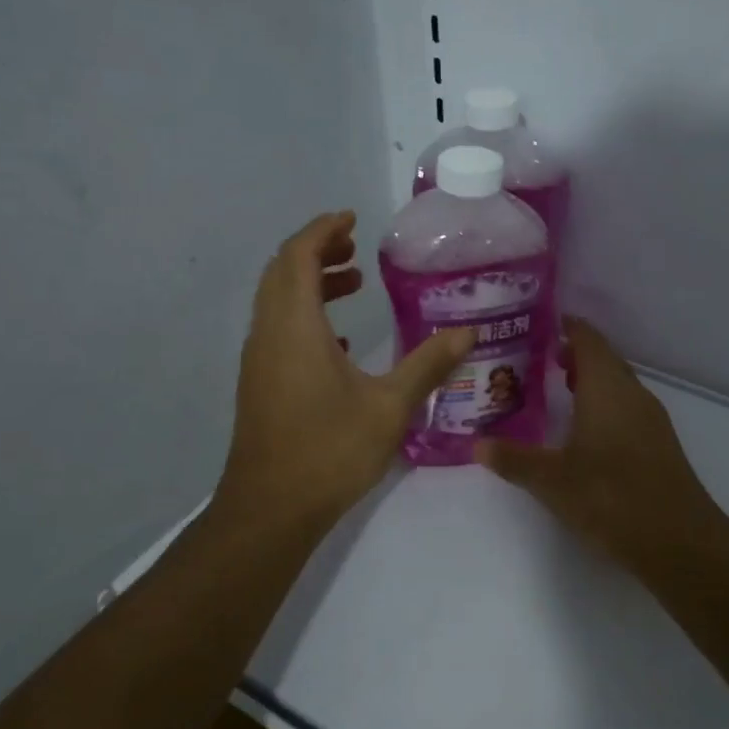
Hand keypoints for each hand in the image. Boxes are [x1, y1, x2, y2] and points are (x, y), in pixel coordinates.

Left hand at [217, 211, 473, 532]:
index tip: (352, 219)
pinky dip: (305, 317)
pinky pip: (278, 330)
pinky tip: (341, 342)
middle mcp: (269, 334)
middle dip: (317, 251)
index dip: (323, 230)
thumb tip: (469, 333)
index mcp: (295, 326)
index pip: (298, 256)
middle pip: (282, 272)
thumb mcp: (390, 406)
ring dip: (310, 284)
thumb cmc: (330, 450)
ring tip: (354, 284)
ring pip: (278, 302)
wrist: (271, 508)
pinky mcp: (260, 384)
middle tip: (356, 247)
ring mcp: (259, 360)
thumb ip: (429, 364)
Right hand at [474, 318, 728, 573]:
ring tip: (551, 388)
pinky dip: (601, 403)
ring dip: (587, 379)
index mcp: (607, 387)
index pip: (586, 338)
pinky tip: (581, 429)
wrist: (680, 542)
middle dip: (570, 353)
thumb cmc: (612, 498)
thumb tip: (477, 444)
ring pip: (615, 384)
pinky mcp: (657, 443)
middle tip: (531, 358)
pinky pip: (625, 406)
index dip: (563, 326)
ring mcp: (650, 418)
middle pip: (602, 358)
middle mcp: (632, 393)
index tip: (533, 325)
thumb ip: (513, 459)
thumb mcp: (552, 481)